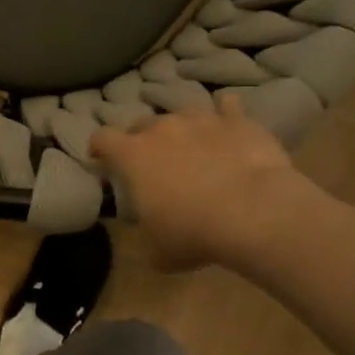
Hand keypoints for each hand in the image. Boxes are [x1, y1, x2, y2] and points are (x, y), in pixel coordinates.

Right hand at [91, 95, 317, 270]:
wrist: (254, 212)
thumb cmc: (194, 232)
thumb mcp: (159, 249)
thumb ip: (146, 236)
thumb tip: (150, 238)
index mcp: (133, 156)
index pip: (102, 138)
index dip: (99, 148)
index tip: (102, 160)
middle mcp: (162, 128)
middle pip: (142, 123)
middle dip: (143, 139)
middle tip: (154, 161)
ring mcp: (200, 119)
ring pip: (181, 112)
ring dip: (182, 127)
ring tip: (192, 145)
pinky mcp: (236, 120)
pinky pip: (226, 105)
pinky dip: (224, 113)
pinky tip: (227, 124)